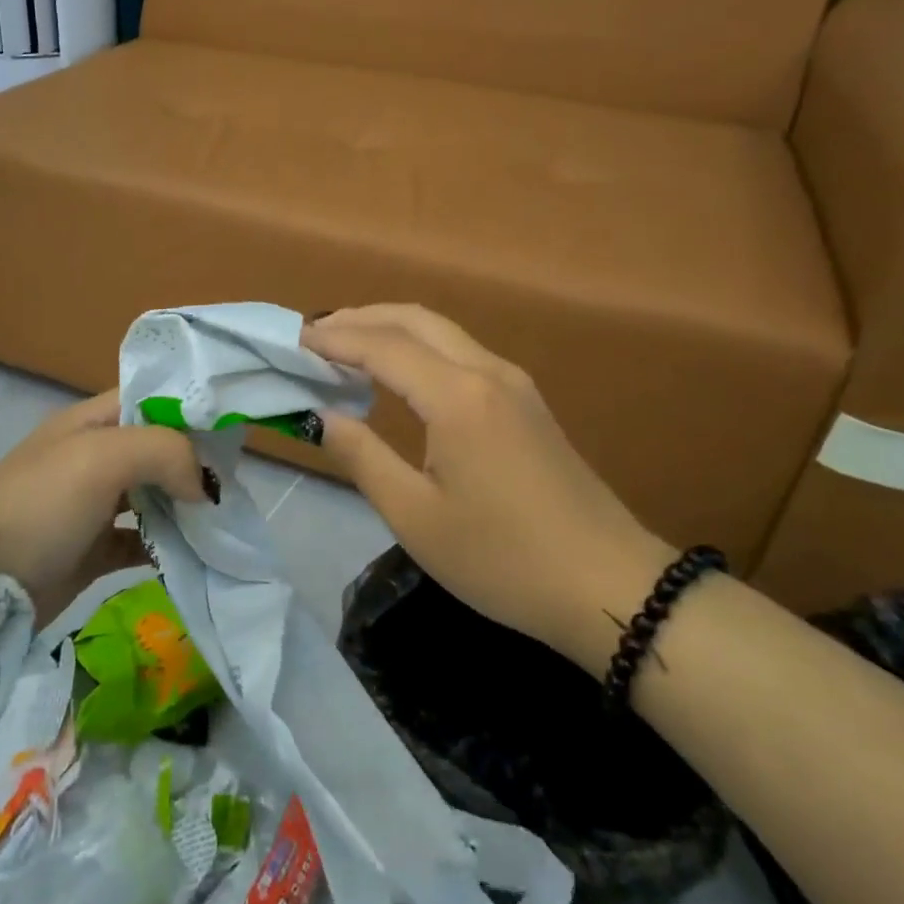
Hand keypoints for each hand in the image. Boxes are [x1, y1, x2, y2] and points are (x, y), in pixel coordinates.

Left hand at [0, 391, 210, 624]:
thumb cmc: (41, 505)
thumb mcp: (101, 458)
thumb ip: (163, 452)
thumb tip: (202, 486)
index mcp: (90, 423)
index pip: (149, 398)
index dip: (188, 408)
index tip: (230, 429)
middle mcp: (93, 458)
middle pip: (156, 448)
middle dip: (193, 462)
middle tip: (234, 482)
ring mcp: (91, 506)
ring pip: (152, 495)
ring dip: (184, 505)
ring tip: (223, 518)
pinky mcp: (92, 550)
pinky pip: (141, 541)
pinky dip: (166, 546)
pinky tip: (193, 554)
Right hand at [301, 306, 673, 670]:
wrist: (609, 584)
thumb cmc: (503, 558)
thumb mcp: (416, 517)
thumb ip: (362, 457)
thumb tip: (323, 416)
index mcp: (456, 396)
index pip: (381, 347)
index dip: (334, 340)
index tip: (293, 340)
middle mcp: (486, 371)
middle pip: (413, 319)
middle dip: (361, 318)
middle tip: (315, 334)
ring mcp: (512, 382)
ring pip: (441, 330)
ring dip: (390, 327)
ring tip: (347, 344)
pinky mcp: (526, 400)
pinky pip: (460, 350)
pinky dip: (418, 345)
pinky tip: (399, 371)